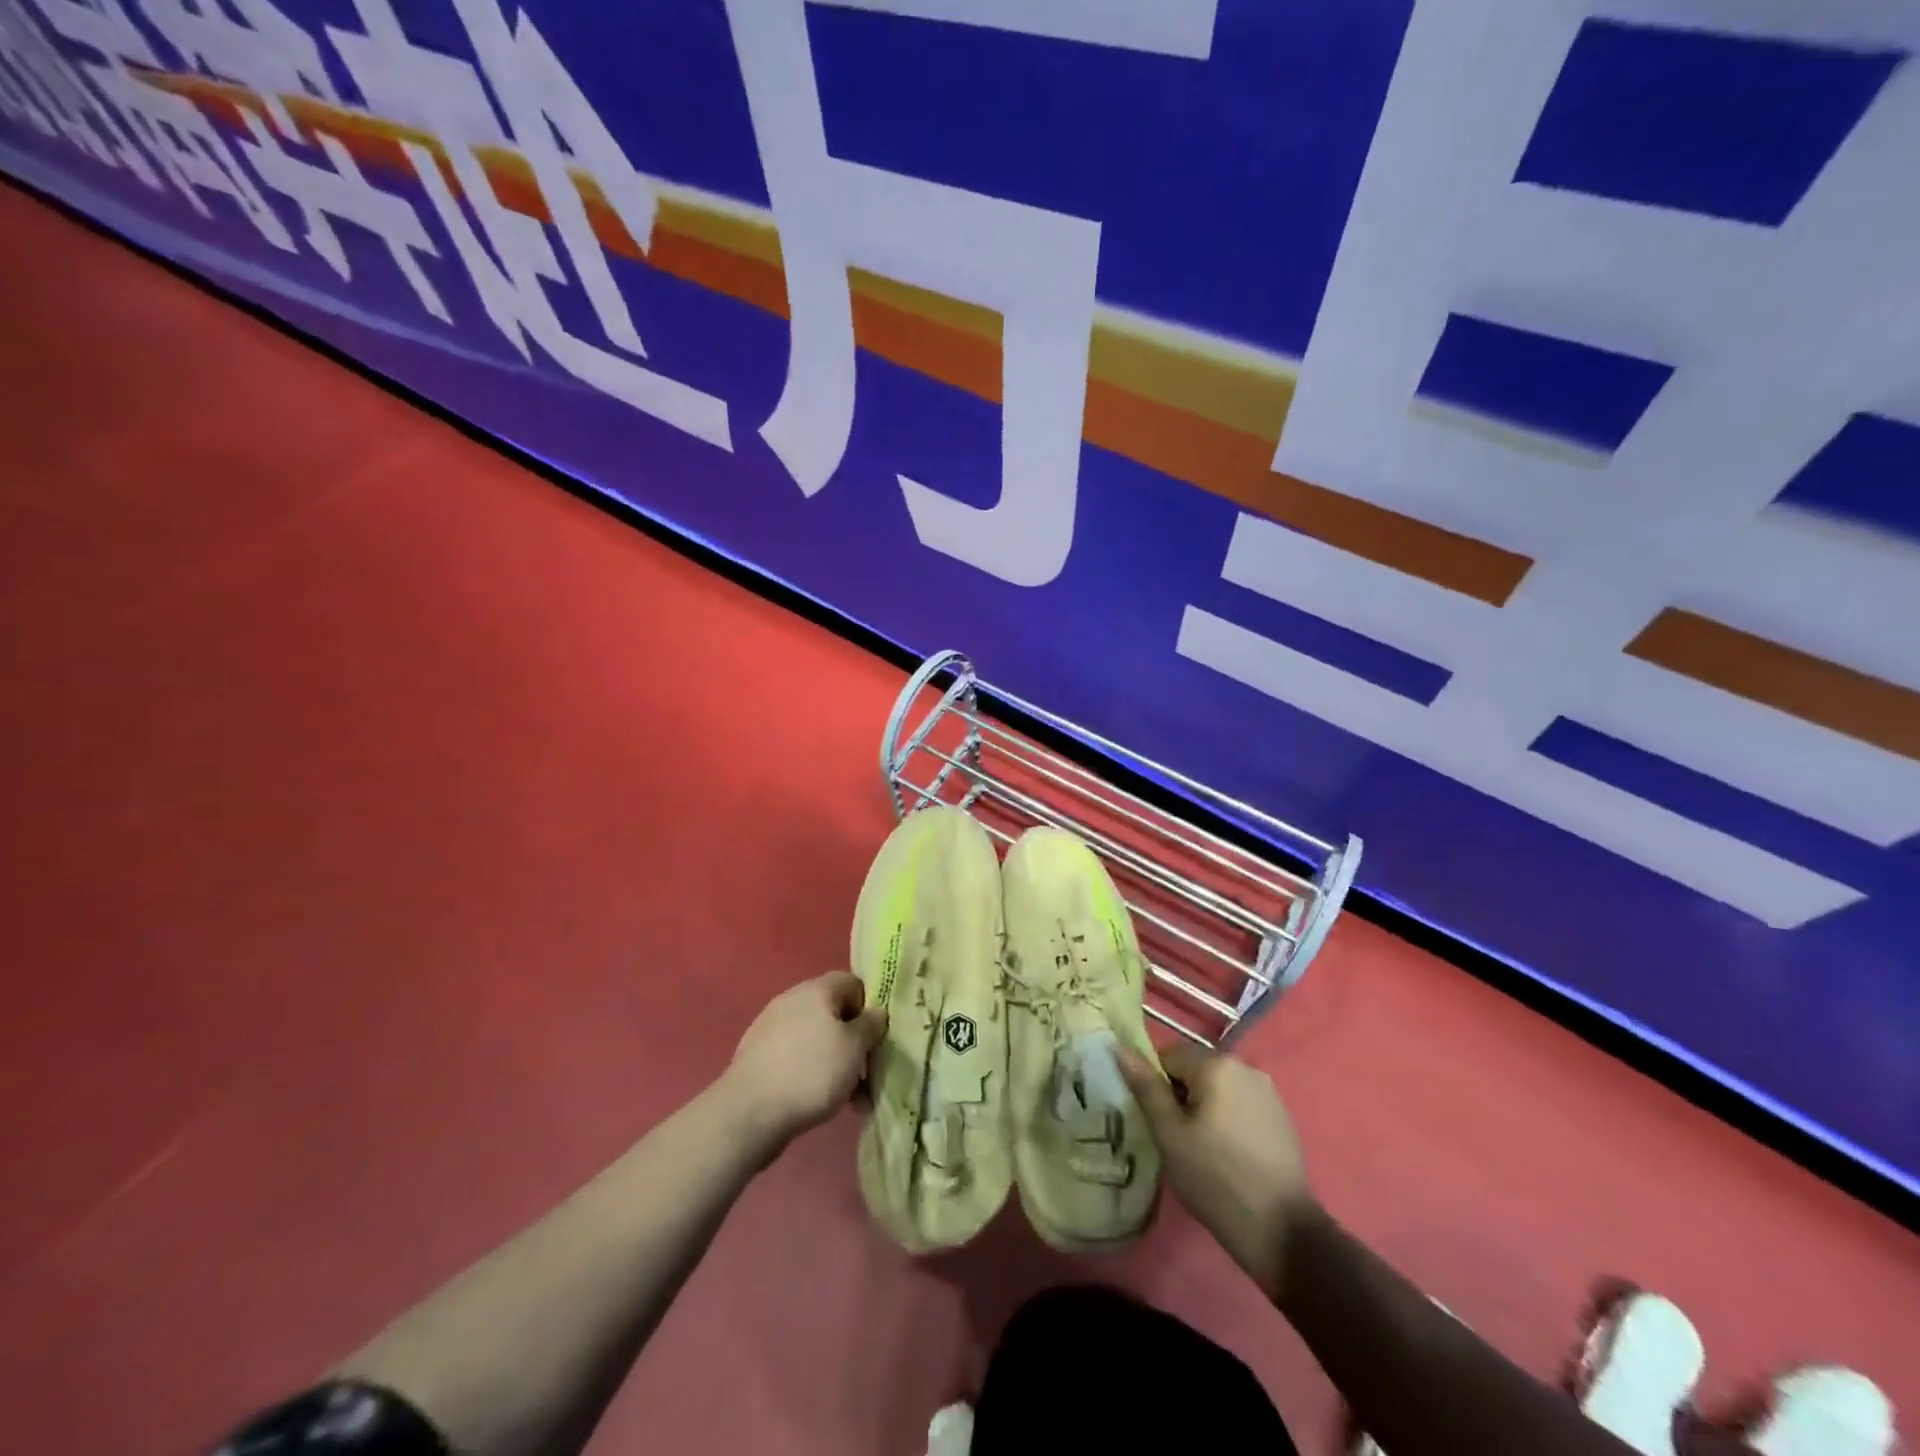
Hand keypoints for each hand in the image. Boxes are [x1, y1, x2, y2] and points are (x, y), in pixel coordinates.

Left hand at [720, 972, 887, 1149]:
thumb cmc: (811, 1072)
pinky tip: (820, 1102)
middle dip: (854, 1044)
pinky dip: (812, 1074)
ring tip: (849, 1099)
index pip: (852, 983)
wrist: (748, 1113)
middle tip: (867, 1075)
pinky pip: (796, 1057)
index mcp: (816, 989)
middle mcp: (792, 1000)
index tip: (876, 1038)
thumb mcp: (855, 1047)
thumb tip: (875, 1012)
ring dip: (836, 1063)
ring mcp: (772, 1028)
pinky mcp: (759, 1056)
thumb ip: (870, 1025)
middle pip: (834, 1014)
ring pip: (817, 1040)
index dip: (869, 1007)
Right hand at [1118, 1042, 1312, 1298]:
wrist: (1282, 1231)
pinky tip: (1228, 1153)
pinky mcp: (1281, 1115)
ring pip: (1218, 1086)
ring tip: (1201, 1148)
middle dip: (1181, 1095)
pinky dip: (1227, 1117)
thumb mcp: (1169, 1134)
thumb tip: (1119, 1047)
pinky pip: (1240, 1102)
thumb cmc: (1215, 1179)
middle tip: (1176, 1137)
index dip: (1156, 1085)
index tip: (1158, 1121)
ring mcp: (1268, 1091)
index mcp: (1216, 1065)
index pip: (1169, 1055)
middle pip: (1195, 1069)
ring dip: (1204, 1106)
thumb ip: (1145, 1086)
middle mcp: (1245, 1066)